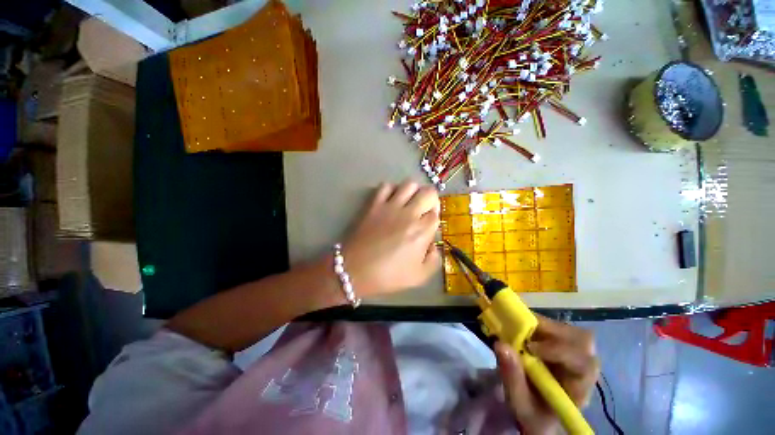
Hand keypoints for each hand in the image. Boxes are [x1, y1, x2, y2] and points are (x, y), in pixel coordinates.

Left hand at [342, 181, 440, 296]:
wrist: (354, 270)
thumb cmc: (387, 276)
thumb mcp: (418, 277)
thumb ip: (433, 261)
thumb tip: (433, 246)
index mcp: (421, 232)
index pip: (436, 215)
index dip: (434, 219)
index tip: (428, 227)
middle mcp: (409, 214)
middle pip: (428, 193)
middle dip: (431, 200)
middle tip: (424, 210)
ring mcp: (390, 206)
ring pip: (409, 184)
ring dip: (413, 192)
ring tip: (409, 202)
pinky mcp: (374, 204)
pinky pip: (385, 186)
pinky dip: (391, 189)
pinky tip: (391, 200)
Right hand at [495, 317, 599, 434]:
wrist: (536, 412)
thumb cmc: (532, 412)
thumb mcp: (520, 403)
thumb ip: (512, 377)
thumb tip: (501, 344)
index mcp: (579, 388)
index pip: (583, 363)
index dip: (559, 350)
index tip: (529, 347)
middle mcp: (583, 368)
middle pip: (581, 340)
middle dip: (552, 331)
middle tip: (523, 330)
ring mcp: (575, 354)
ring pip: (569, 330)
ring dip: (543, 326)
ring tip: (520, 329)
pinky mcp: (563, 345)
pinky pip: (556, 328)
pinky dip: (538, 324)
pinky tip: (522, 330)